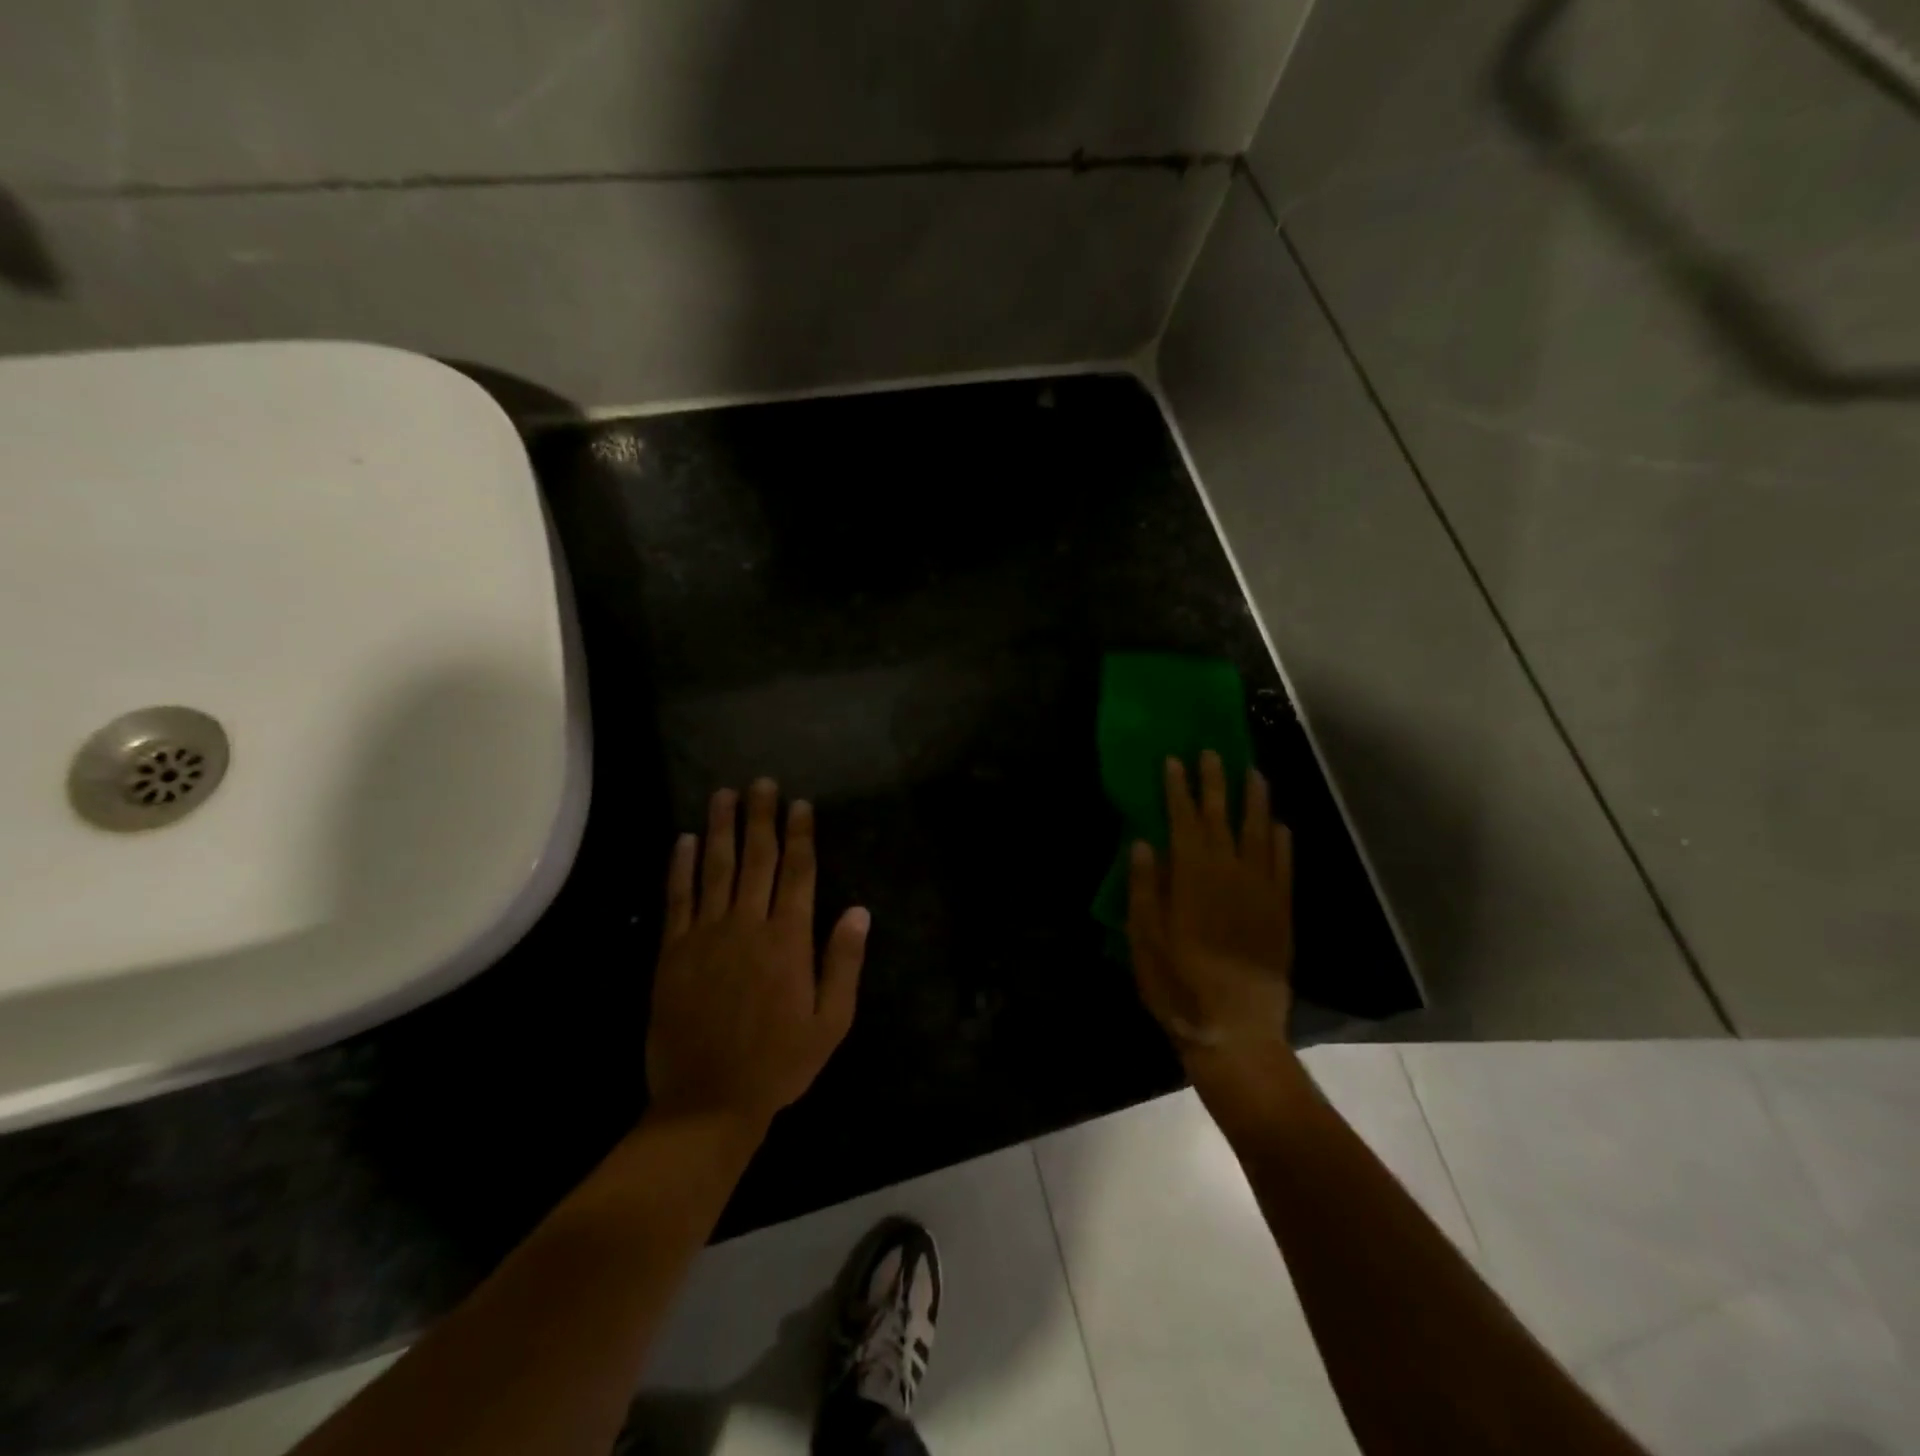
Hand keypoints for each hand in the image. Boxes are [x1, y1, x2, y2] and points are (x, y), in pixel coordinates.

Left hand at [646, 779, 869, 1131]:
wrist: (708, 1102)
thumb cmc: (779, 1063)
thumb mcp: (831, 1022)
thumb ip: (844, 963)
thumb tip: (859, 910)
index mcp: (789, 941)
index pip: (798, 873)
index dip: (800, 835)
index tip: (800, 804)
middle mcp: (748, 926)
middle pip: (757, 859)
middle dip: (761, 818)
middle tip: (762, 782)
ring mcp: (706, 936)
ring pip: (716, 869)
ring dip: (721, 828)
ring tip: (724, 794)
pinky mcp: (673, 952)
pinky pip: (678, 899)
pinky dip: (681, 866)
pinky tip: (686, 839)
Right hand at [1127, 751, 1293, 1070]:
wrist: (1235, 1030)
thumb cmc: (1178, 985)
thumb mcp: (1144, 939)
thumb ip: (1145, 888)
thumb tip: (1144, 843)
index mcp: (1191, 878)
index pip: (1183, 821)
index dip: (1178, 789)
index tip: (1174, 760)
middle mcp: (1229, 874)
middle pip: (1221, 818)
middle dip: (1214, 784)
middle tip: (1212, 753)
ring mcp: (1261, 892)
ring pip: (1260, 834)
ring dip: (1255, 802)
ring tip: (1253, 774)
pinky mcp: (1282, 912)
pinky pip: (1285, 867)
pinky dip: (1282, 843)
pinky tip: (1280, 826)